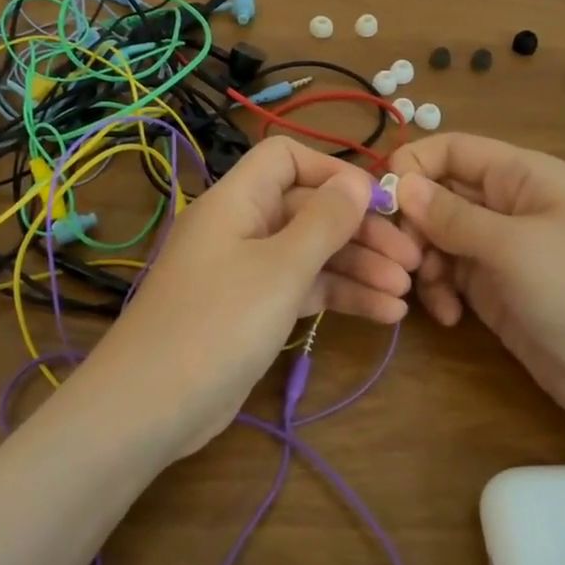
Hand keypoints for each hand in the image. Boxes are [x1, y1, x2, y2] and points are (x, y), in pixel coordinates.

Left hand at [78, 137, 420, 459]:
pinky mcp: (251, 311)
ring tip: (406, 293)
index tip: (377, 200)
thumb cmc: (218, 322)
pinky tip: (385, 314)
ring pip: (309, 254)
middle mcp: (240, 227)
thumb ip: (324, 221)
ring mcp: (245, 271)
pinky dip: (338, 297)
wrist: (152, 405)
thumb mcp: (280, 268)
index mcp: (236, 200)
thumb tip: (358, 179)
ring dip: (357, 268)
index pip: (285, 159)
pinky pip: (300, 290)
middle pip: (307, 210)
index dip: (332, 171)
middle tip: (412, 259)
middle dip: (360, 232)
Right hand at [387, 133, 564, 452]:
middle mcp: (508, 206)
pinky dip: (439, 292)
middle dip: (413, 224)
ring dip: (422, 262)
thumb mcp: (514, 247)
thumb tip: (399, 184)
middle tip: (401, 259)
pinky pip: (449, 276)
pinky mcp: (495, 291)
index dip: (413, 166)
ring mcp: (500, 250)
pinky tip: (448, 317)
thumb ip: (452, 215)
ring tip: (427, 292)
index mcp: (523, 176)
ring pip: (436, 238)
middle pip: (438, 194)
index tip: (379, 202)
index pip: (452, 149)